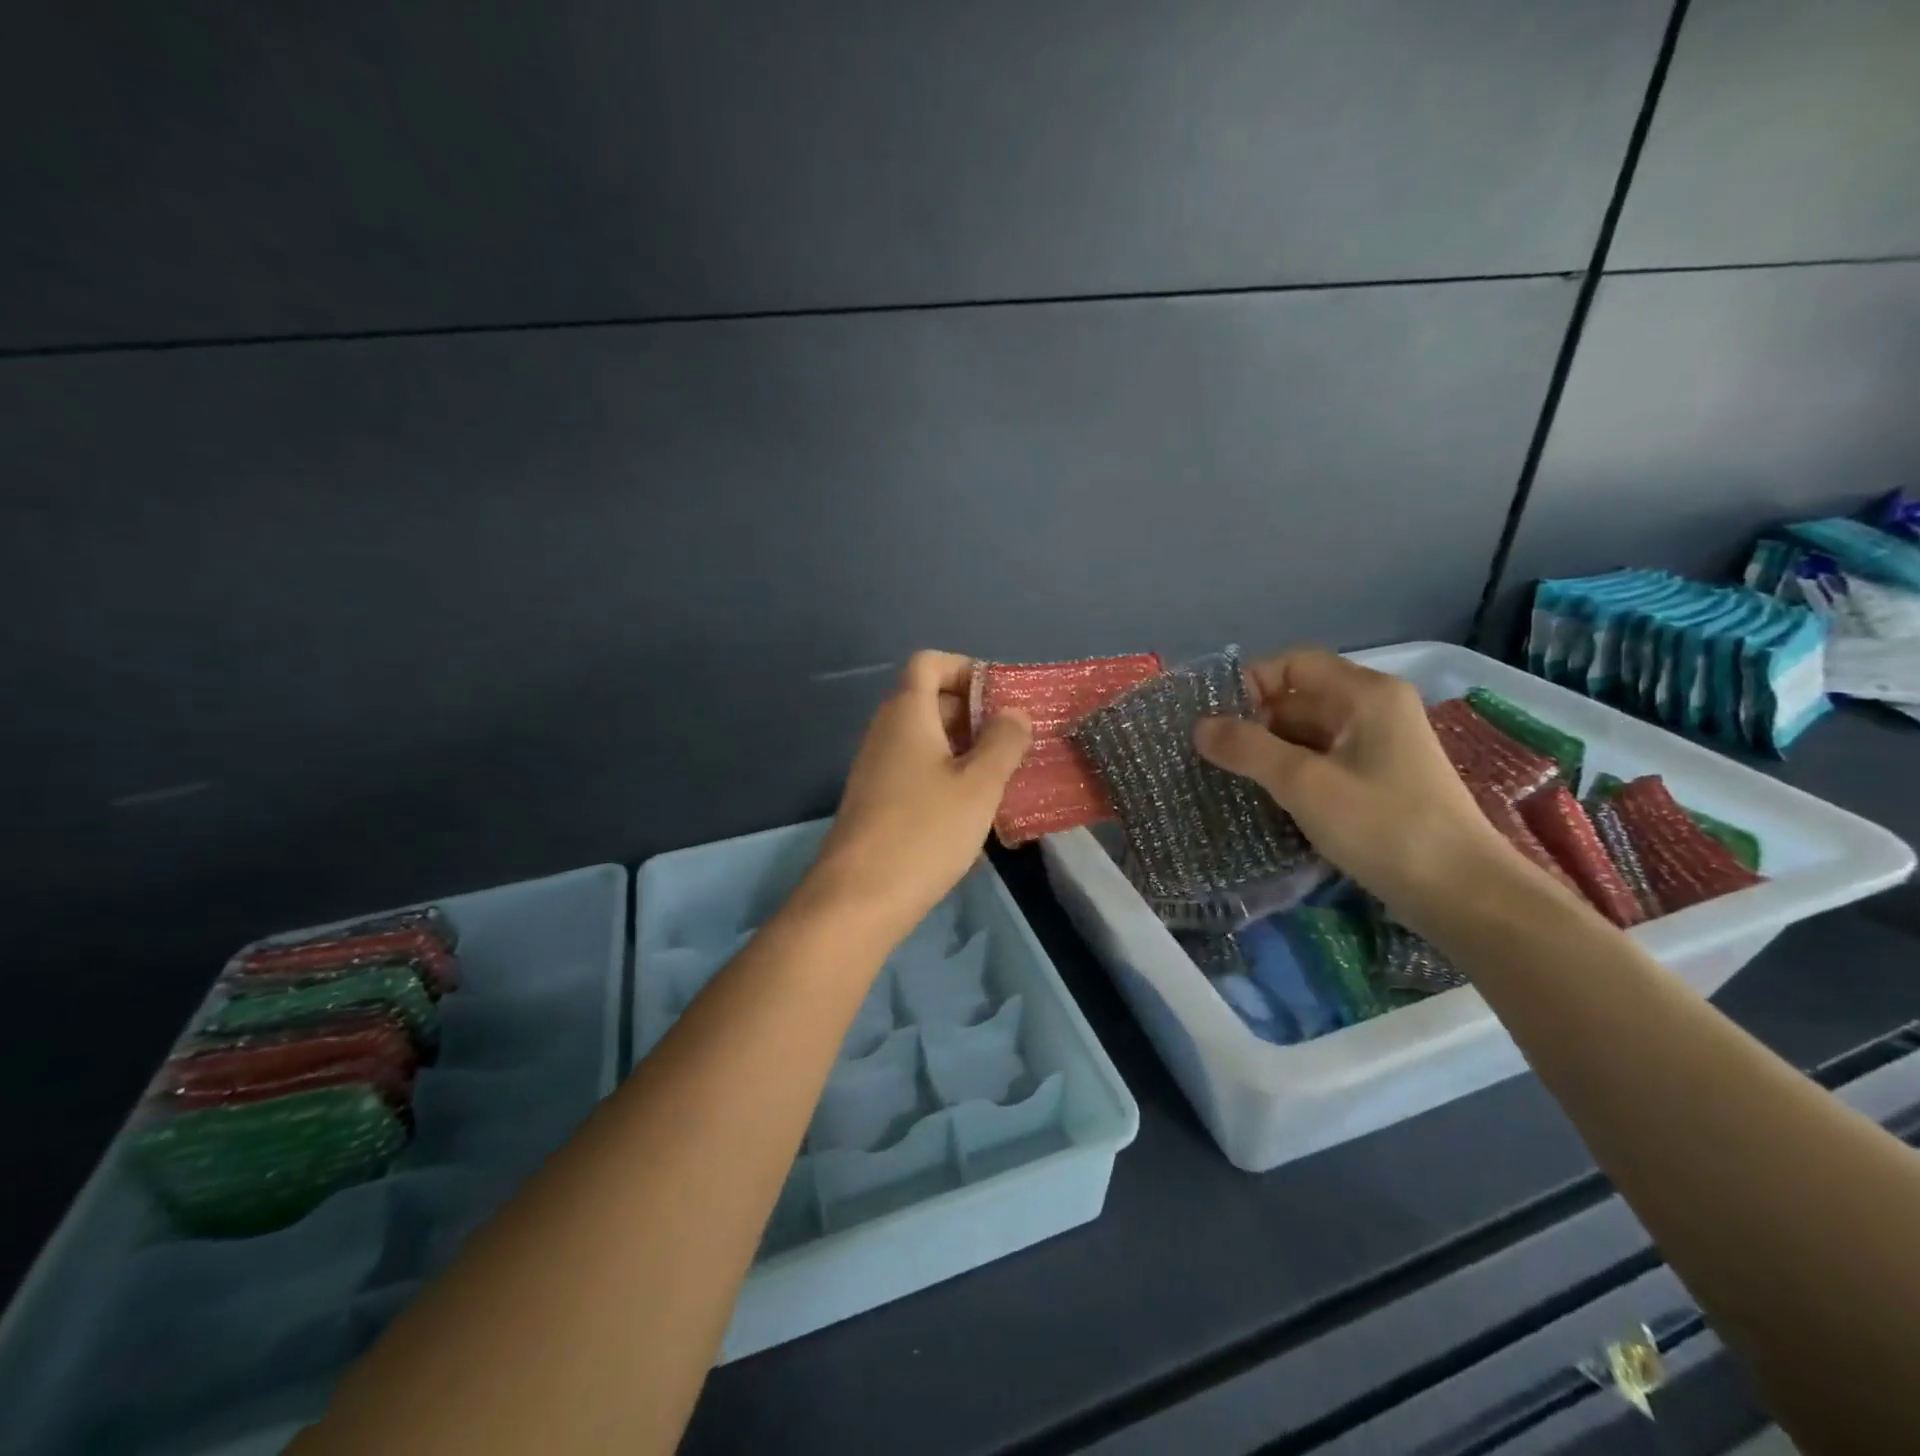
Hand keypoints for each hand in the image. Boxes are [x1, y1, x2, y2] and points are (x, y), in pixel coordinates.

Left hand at [803, 651, 1031, 945]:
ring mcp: (875, 767)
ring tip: (1000, 775)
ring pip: (923, 738)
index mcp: (907, 713)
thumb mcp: (979, 785)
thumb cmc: (925, 831)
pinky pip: (914, 768)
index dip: (966, 668)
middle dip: (972, 712)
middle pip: (928, 699)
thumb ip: (1003, 742)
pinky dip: (944, 773)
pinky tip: (969, 807)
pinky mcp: (874, 800)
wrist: (858, 898)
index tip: (1001, 697)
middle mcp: (885, 731)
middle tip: (1012, 740)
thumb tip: (1015, 713)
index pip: (929, 662)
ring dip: (962, 747)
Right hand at [1193, 648, 1519, 922]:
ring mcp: (1378, 746)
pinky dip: (1289, 772)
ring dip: (1267, 751)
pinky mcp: (1378, 780)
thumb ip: (1248, 749)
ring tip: (1227, 778)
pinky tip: (1263, 798)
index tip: (1215, 721)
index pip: (1292, 664)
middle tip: (1211, 754)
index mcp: (1364, 694)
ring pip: (1307, 733)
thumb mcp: (1305, 784)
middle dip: (1253, 722)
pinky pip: (1321, 761)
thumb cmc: (1383, 826)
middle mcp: (1373, 710)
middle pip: (1298, 698)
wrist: (1462, 894)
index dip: (1249, 683)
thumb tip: (1199, 727)